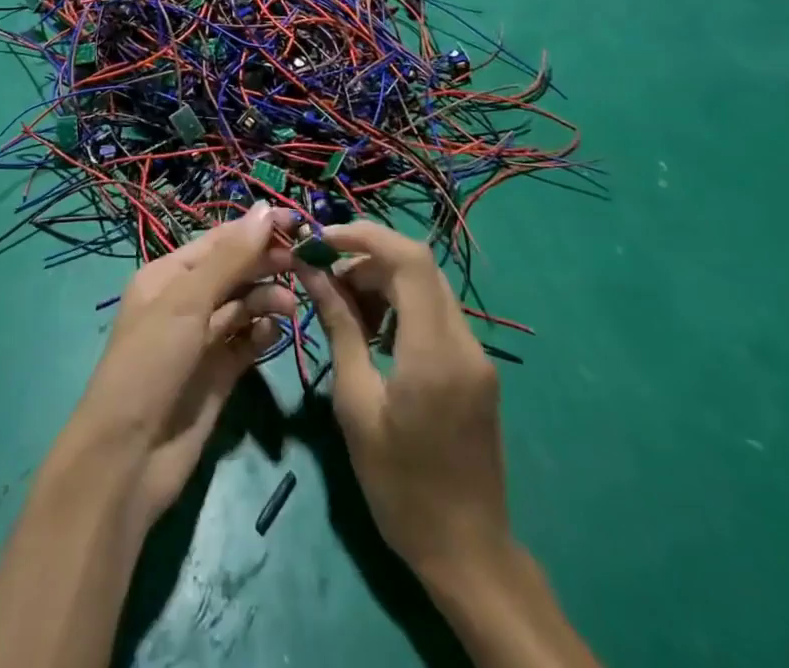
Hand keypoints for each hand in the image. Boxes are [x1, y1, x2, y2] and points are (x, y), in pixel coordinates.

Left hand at [62, 204, 296, 526]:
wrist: (128, 457)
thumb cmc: (151, 363)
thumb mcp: (186, 302)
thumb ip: (229, 258)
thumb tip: (264, 210)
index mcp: (168, 276)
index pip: (219, 242)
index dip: (255, 230)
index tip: (296, 222)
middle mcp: (185, 302)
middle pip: (234, 271)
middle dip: (265, 264)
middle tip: (303, 263)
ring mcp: (202, 340)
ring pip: (243, 306)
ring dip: (266, 299)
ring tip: (289, 306)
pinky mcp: (219, 375)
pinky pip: (247, 343)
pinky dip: (262, 334)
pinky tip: (274, 333)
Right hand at [297, 221, 509, 584]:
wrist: (468, 554)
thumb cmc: (400, 485)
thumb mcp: (356, 404)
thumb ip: (339, 328)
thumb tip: (312, 272)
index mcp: (435, 351)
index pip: (409, 259)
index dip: (365, 235)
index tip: (322, 240)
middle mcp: (464, 342)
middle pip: (418, 266)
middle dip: (368, 258)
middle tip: (326, 279)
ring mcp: (476, 355)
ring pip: (427, 287)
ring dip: (383, 281)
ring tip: (344, 308)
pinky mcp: (476, 368)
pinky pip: (436, 314)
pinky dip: (401, 306)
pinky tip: (374, 333)